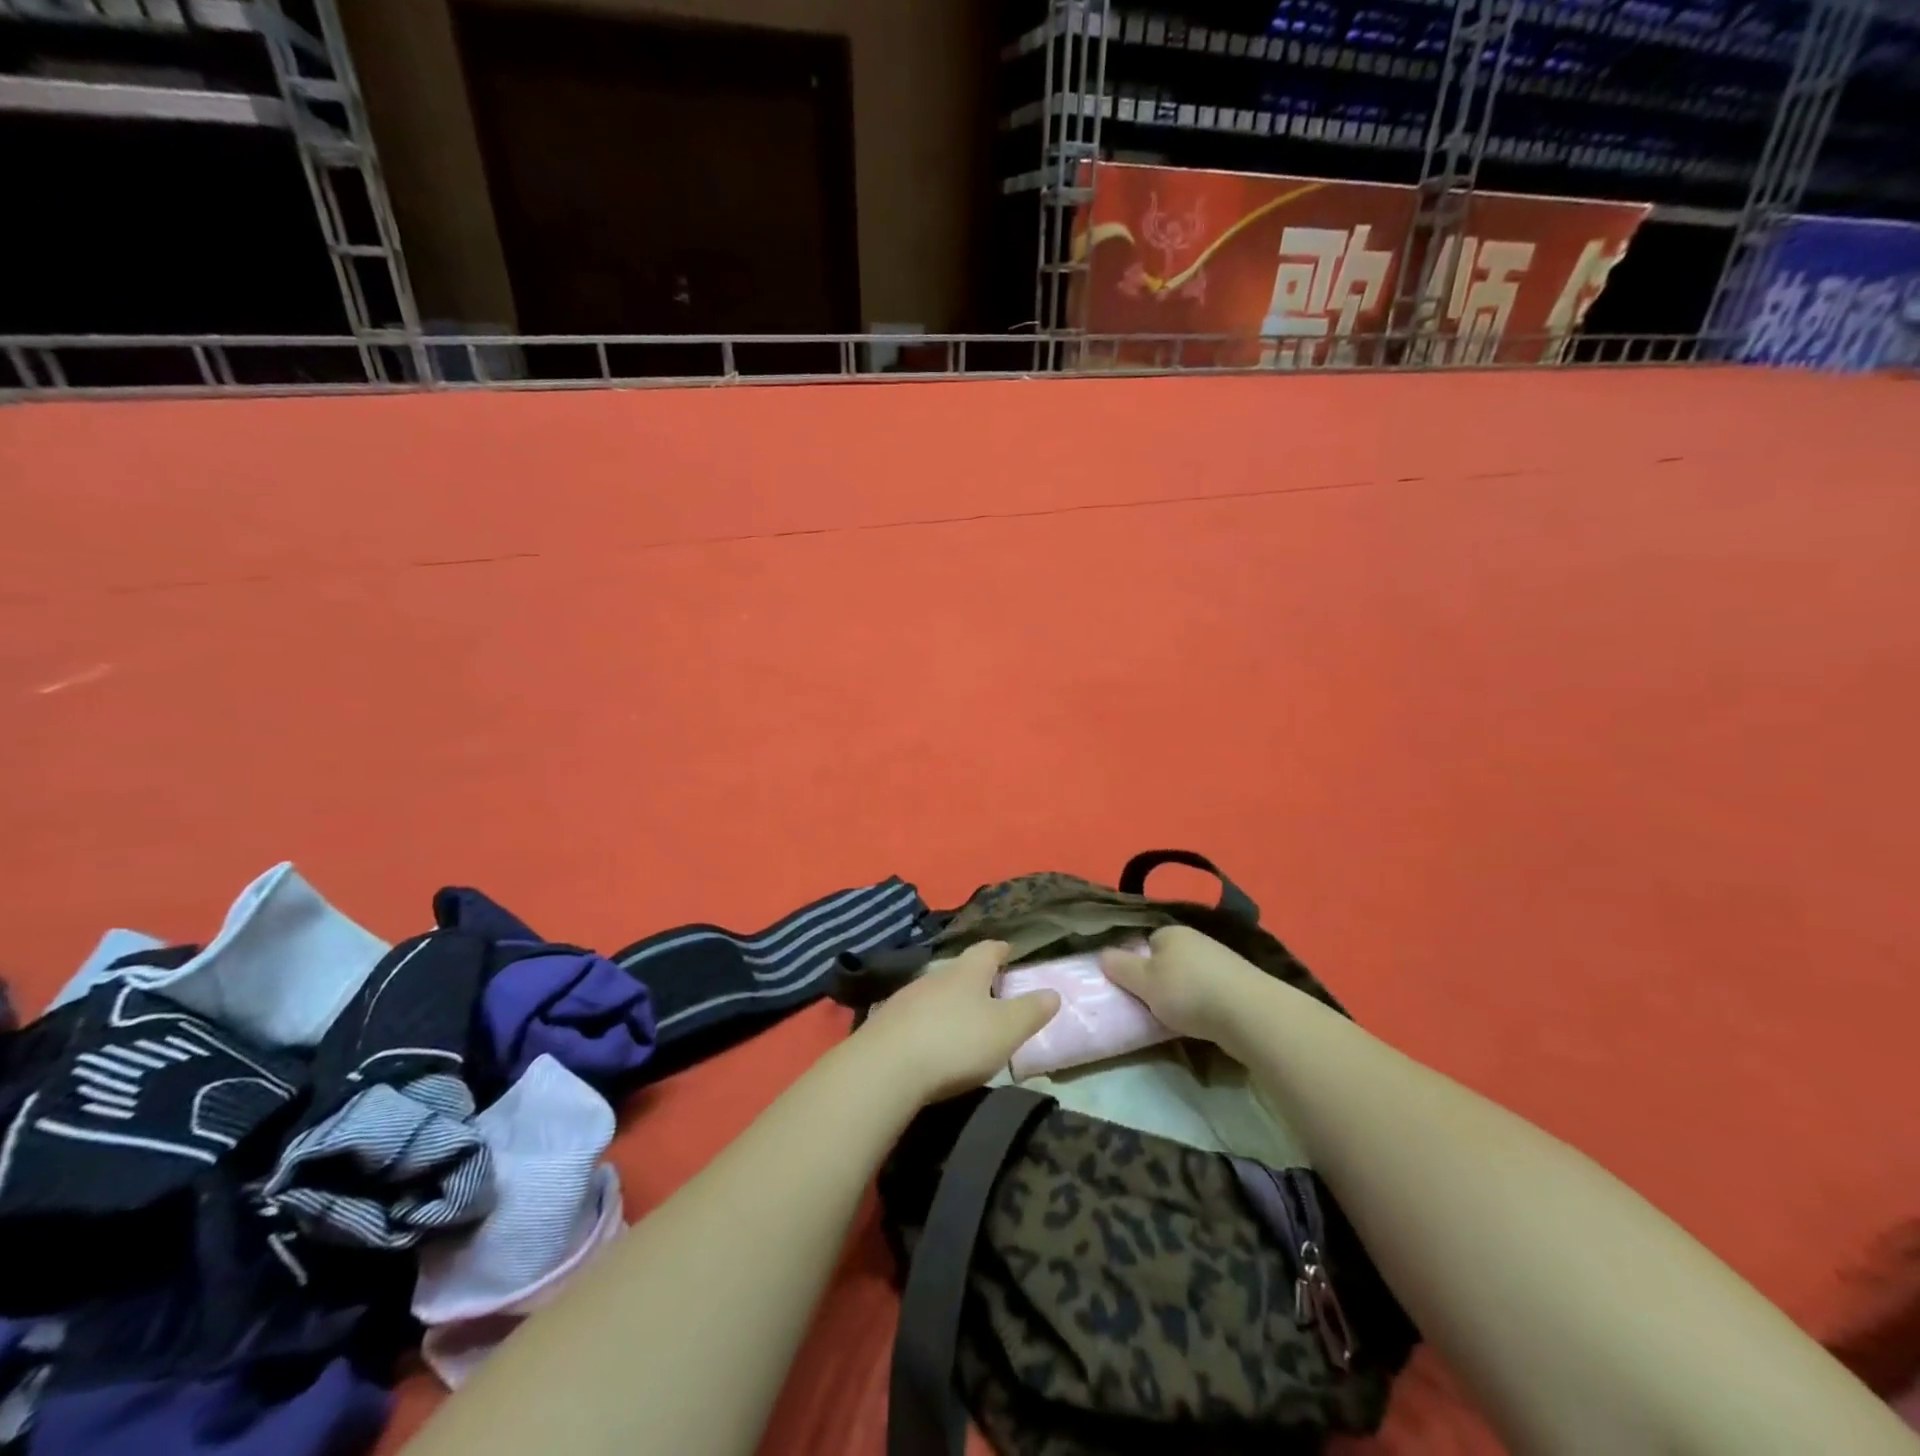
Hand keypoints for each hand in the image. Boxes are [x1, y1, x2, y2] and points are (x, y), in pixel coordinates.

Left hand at [854, 941, 1061, 1104]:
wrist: (885, 1068)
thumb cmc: (956, 1042)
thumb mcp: (1006, 1030)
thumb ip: (1031, 1011)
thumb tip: (1053, 992)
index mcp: (967, 972)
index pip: (988, 949)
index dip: (1001, 949)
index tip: (1009, 950)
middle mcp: (935, 976)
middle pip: (959, 969)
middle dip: (975, 978)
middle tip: (991, 991)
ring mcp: (906, 998)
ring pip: (935, 992)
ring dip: (949, 1002)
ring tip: (962, 1019)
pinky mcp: (885, 1023)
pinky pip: (914, 1016)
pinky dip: (928, 1023)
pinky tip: (931, 1041)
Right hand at [1100, 926, 1269, 1049]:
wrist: (1250, 1014)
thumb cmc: (1188, 992)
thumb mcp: (1142, 981)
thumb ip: (1119, 967)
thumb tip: (1103, 954)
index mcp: (1171, 932)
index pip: (1146, 942)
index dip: (1137, 964)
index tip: (1136, 988)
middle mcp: (1198, 939)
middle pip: (1170, 959)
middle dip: (1162, 980)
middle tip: (1154, 1005)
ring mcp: (1223, 960)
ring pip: (1192, 976)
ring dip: (1186, 994)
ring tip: (1179, 1019)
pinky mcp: (1242, 984)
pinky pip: (1213, 991)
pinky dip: (1206, 1004)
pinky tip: (1205, 1022)